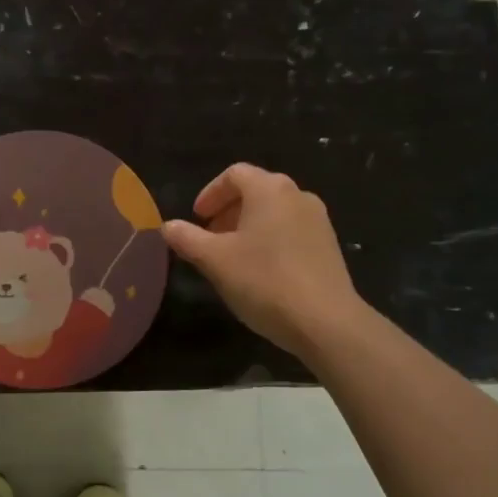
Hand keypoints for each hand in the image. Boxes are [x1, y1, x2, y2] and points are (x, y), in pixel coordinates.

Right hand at [164, 163, 362, 358]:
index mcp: (269, 189)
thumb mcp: (215, 260)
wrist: (325, 322)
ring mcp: (318, 220)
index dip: (210, 193)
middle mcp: (297, 195)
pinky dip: (270, 239)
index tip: (196, 218)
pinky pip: (291, 230)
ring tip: (232, 256)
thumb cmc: (264, 281)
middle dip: (228, 210)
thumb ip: (188, 239)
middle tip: (209, 238)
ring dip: (249, 226)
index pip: (234, 174)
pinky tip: (261, 271)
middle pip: (256, 191)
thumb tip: (167, 226)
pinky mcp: (329, 246)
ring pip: (274, 212)